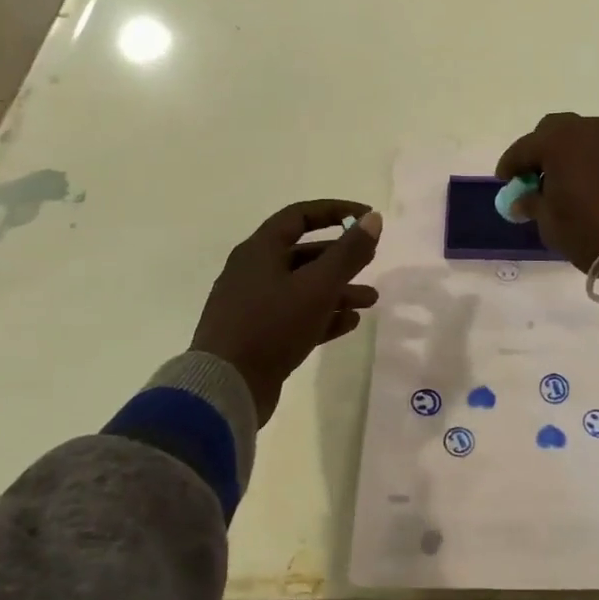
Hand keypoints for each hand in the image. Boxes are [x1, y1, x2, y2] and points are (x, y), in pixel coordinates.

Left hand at [191, 200, 382, 425]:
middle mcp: (253, 272)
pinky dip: (323, 315)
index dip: (336, 212)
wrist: (225, 388)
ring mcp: (253, 306)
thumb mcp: (318, 286)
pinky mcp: (257, 336)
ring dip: (338, 290)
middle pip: (304, 254)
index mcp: (260, 251)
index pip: (300, 216)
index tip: (367, 217)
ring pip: (303, 288)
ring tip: (370, 301)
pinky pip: (296, 316)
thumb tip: (374, 218)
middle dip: (342, 258)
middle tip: (372, 261)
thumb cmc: (272, 325)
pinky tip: (349, 323)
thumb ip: (349, 252)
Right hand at [495, 114, 598, 286]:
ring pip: (577, 136)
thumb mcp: (549, 222)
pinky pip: (595, 149)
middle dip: (538, 149)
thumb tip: (523, 198)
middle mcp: (584, 131)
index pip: (523, 148)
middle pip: (552, 130)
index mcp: (558, 142)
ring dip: (562, 152)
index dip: (510, 165)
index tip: (504, 180)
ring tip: (556, 181)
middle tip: (531, 176)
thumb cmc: (588, 231)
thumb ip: (532, 203)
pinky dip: (582, 159)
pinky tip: (579, 183)